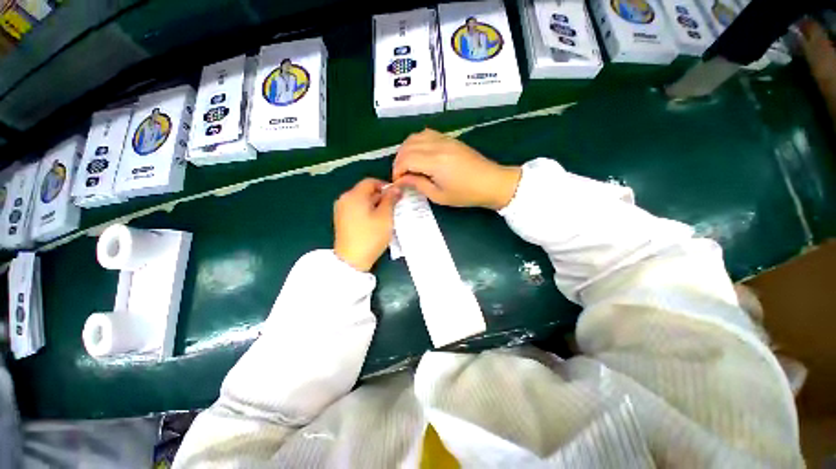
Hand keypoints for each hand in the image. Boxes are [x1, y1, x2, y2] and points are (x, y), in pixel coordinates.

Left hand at [333, 179, 400, 271]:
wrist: (351, 260)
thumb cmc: (370, 236)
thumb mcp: (385, 216)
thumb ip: (391, 199)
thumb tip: (396, 188)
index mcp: (354, 195)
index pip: (371, 182)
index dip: (385, 186)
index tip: (396, 196)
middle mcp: (344, 199)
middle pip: (365, 191)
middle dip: (381, 197)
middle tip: (393, 208)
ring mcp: (341, 210)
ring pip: (361, 201)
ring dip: (375, 205)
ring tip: (386, 217)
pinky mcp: (341, 220)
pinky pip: (356, 209)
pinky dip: (367, 212)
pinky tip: (375, 223)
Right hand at [392, 129, 521, 209]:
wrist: (491, 182)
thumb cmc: (466, 194)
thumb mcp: (439, 196)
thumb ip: (418, 185)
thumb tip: (402, 180)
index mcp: (435, 162)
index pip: (406, 159)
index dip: (397, 171)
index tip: (398, 182)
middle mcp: (437, 146)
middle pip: (407, 146)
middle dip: (399, 161)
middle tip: (401, 175)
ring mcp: (444, 139)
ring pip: (415, 137)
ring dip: (406, 150)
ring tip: (407, 165)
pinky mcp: (449, 138)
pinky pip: (426, 133)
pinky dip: (416, 142)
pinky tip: (419, 154)